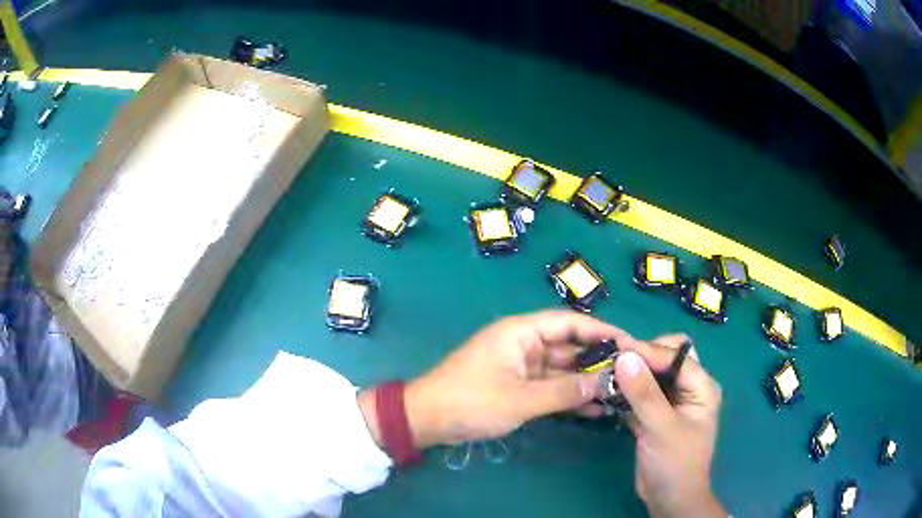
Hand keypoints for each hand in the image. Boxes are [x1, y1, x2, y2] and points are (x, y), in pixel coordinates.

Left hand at [361, 310, 626, 448]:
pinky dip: (569, 397)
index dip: (602, 331)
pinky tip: (595, 409)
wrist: (428, 419)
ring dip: (587, 382)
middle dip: (600, 360)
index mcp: (522, 332)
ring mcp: (522, 366)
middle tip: (632, 373)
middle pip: (570, 347)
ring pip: (563, 370)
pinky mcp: (518, 386)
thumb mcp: (521, 399)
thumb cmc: (472, 401)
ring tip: (620, 393)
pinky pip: (550, 387)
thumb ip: (565, 392)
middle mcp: (525, 343)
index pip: (571, 323)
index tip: (630, 343)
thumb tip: (605, 384)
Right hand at [613, 334, 725, 517]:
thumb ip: (644, 393)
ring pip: (651, 375)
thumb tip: (624, 356)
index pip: (675, 355)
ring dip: (631, 374)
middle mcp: (688, 388)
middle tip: (614, 361)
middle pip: (666, 358)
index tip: (615, 350)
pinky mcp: (654, 416)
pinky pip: (640, 394)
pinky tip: (607, 393)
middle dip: (641, 357)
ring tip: (605, 374)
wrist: (669, 499)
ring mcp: (671, 402)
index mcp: (701, 386)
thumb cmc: (675, 464)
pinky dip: (625, 392)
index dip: (648, 351)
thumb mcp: (662, 428)